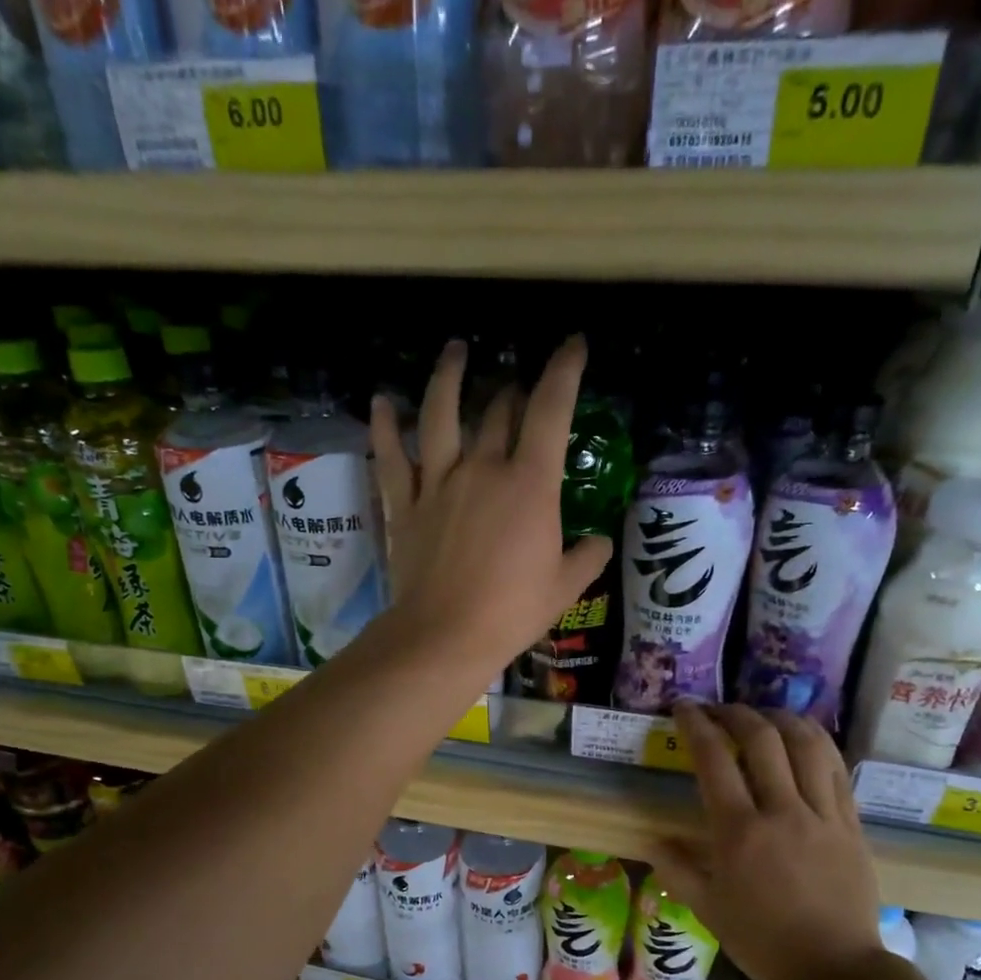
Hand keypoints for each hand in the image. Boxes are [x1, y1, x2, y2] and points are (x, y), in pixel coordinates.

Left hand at [370, 337, 610, 676]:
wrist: (445, 635)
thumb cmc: (511, 612)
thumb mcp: (565, 588)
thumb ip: (588, 557)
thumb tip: (599, 541)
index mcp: (530, 484)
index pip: (551, 410)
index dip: (564, 370)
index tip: (573, 344)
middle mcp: (483, 468)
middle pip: (498, 411)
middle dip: (513, 389)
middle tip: (518, 384)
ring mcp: (439, 482)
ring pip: (440, 415)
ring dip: (449, 377)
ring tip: (456, 351)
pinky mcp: (405, 503)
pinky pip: (392, 456)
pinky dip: (384, 426)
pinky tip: (381, 401)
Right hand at [654, 704, 883, 979]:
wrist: (834, 968)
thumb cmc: (762, 941)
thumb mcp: (707, 908)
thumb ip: (676, 868)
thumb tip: (652, 840)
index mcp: (739, 832)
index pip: (715, 759)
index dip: (697, 724)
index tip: (684, 708)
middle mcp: (781, 811)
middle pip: (762, 738)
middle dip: (735, 712)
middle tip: (719, 710)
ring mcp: (822, 814)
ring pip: (806, 743)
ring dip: (780, 718)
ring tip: (763, 715)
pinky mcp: (851, 822)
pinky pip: (836, 767)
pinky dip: (816, 742)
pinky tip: (802, 738)